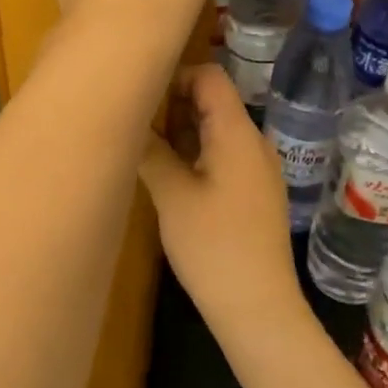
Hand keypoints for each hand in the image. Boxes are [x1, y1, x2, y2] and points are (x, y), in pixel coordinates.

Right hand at [139, 65, 311, 349]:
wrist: (258, 310)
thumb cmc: (214, 246)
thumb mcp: (171, 194)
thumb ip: (150, 150)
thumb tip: (129, 121)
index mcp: (237, 134)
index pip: (210, 77)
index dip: (175, 77)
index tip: (142, 96)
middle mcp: (253, 142)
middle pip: (212, 100)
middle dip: (172, 105)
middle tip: (135, 123)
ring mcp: (256, 168)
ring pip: (214, 129)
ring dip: (180, 131)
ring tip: (144, 147)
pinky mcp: (253, 191)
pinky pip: (221, 153)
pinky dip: (194, 153)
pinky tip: (167, 174)